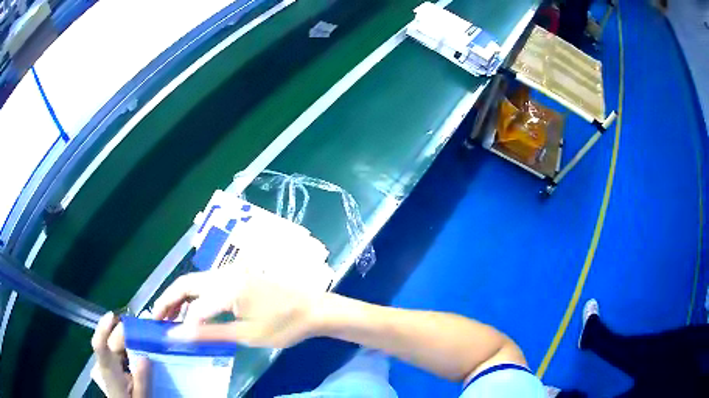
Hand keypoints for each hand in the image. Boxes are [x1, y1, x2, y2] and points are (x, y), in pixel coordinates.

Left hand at [91, 313, 149, 397]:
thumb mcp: (140, 396)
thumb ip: (141, 379)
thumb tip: (145, 356)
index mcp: (109, 371)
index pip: (99, 345)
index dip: (103, 328)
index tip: (113, 316)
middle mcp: (105, 362)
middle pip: (110, 340)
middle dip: (123, 330)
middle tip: (144, 327)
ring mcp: (108, 362)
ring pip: (113, 342)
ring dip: (126, 335)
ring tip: (144, 333)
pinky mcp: (113, 364)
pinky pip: (118, 348)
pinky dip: (127, 343)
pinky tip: (139, 344)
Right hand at [153, 269, 324, 347]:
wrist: (314, 309)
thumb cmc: (283, 325)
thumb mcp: (245, 334)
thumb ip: (209, 333)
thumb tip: (179, 335)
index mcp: (226, 287)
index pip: (191, 305)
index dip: (176, 321)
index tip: (166, 336)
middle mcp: (224, 274)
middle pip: (186, 284)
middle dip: (169, 301)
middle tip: (158, 320)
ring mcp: (232, 272)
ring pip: (195, 282)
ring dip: (181, 298)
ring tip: (172, 318)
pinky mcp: (238, 276)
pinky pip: (208, 284)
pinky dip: (196, 297)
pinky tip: (195, 312)